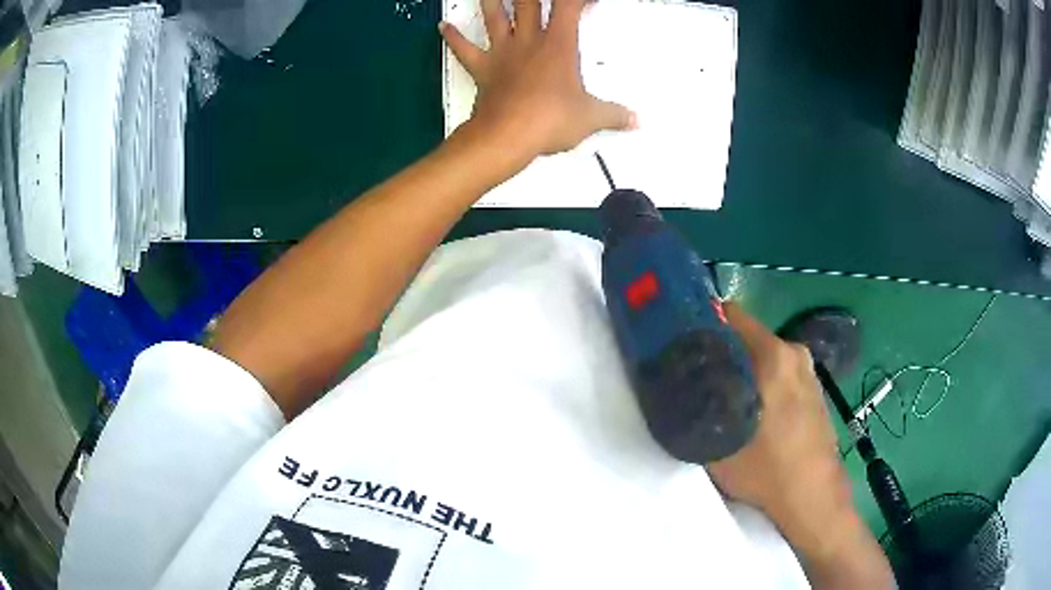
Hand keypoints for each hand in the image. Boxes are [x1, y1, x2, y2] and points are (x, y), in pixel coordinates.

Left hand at [440, 0, 635, 158]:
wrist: (507, 136)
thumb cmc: (551, 121)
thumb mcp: (591, 118)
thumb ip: (615, 115)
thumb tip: (637, 121)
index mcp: (559, 45)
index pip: (570, 6)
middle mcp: (529, 41)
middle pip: (528, 3)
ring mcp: (503, 52)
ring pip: (495, 16)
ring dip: (492, 0)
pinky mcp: (482, 68)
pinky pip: (464, 49)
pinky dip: (453, 37)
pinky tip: (443, 26)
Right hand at [708, 304, 858, 563]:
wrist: (813, 495)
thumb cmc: (767, 468)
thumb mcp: (718, 445)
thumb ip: (699, 411)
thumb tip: (681, 392)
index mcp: (773, 355)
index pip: (732, 315)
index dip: (704, 323)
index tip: (685, 341)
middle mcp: (794, 353)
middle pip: (750, 337)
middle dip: (724, 351)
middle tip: (702, 376)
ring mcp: (809, 371)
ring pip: (768, 356)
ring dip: (747, 368)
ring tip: (728, 396)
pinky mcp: (816, 390)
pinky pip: (783, 373)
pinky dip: (767, 382)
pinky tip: (757, 412)